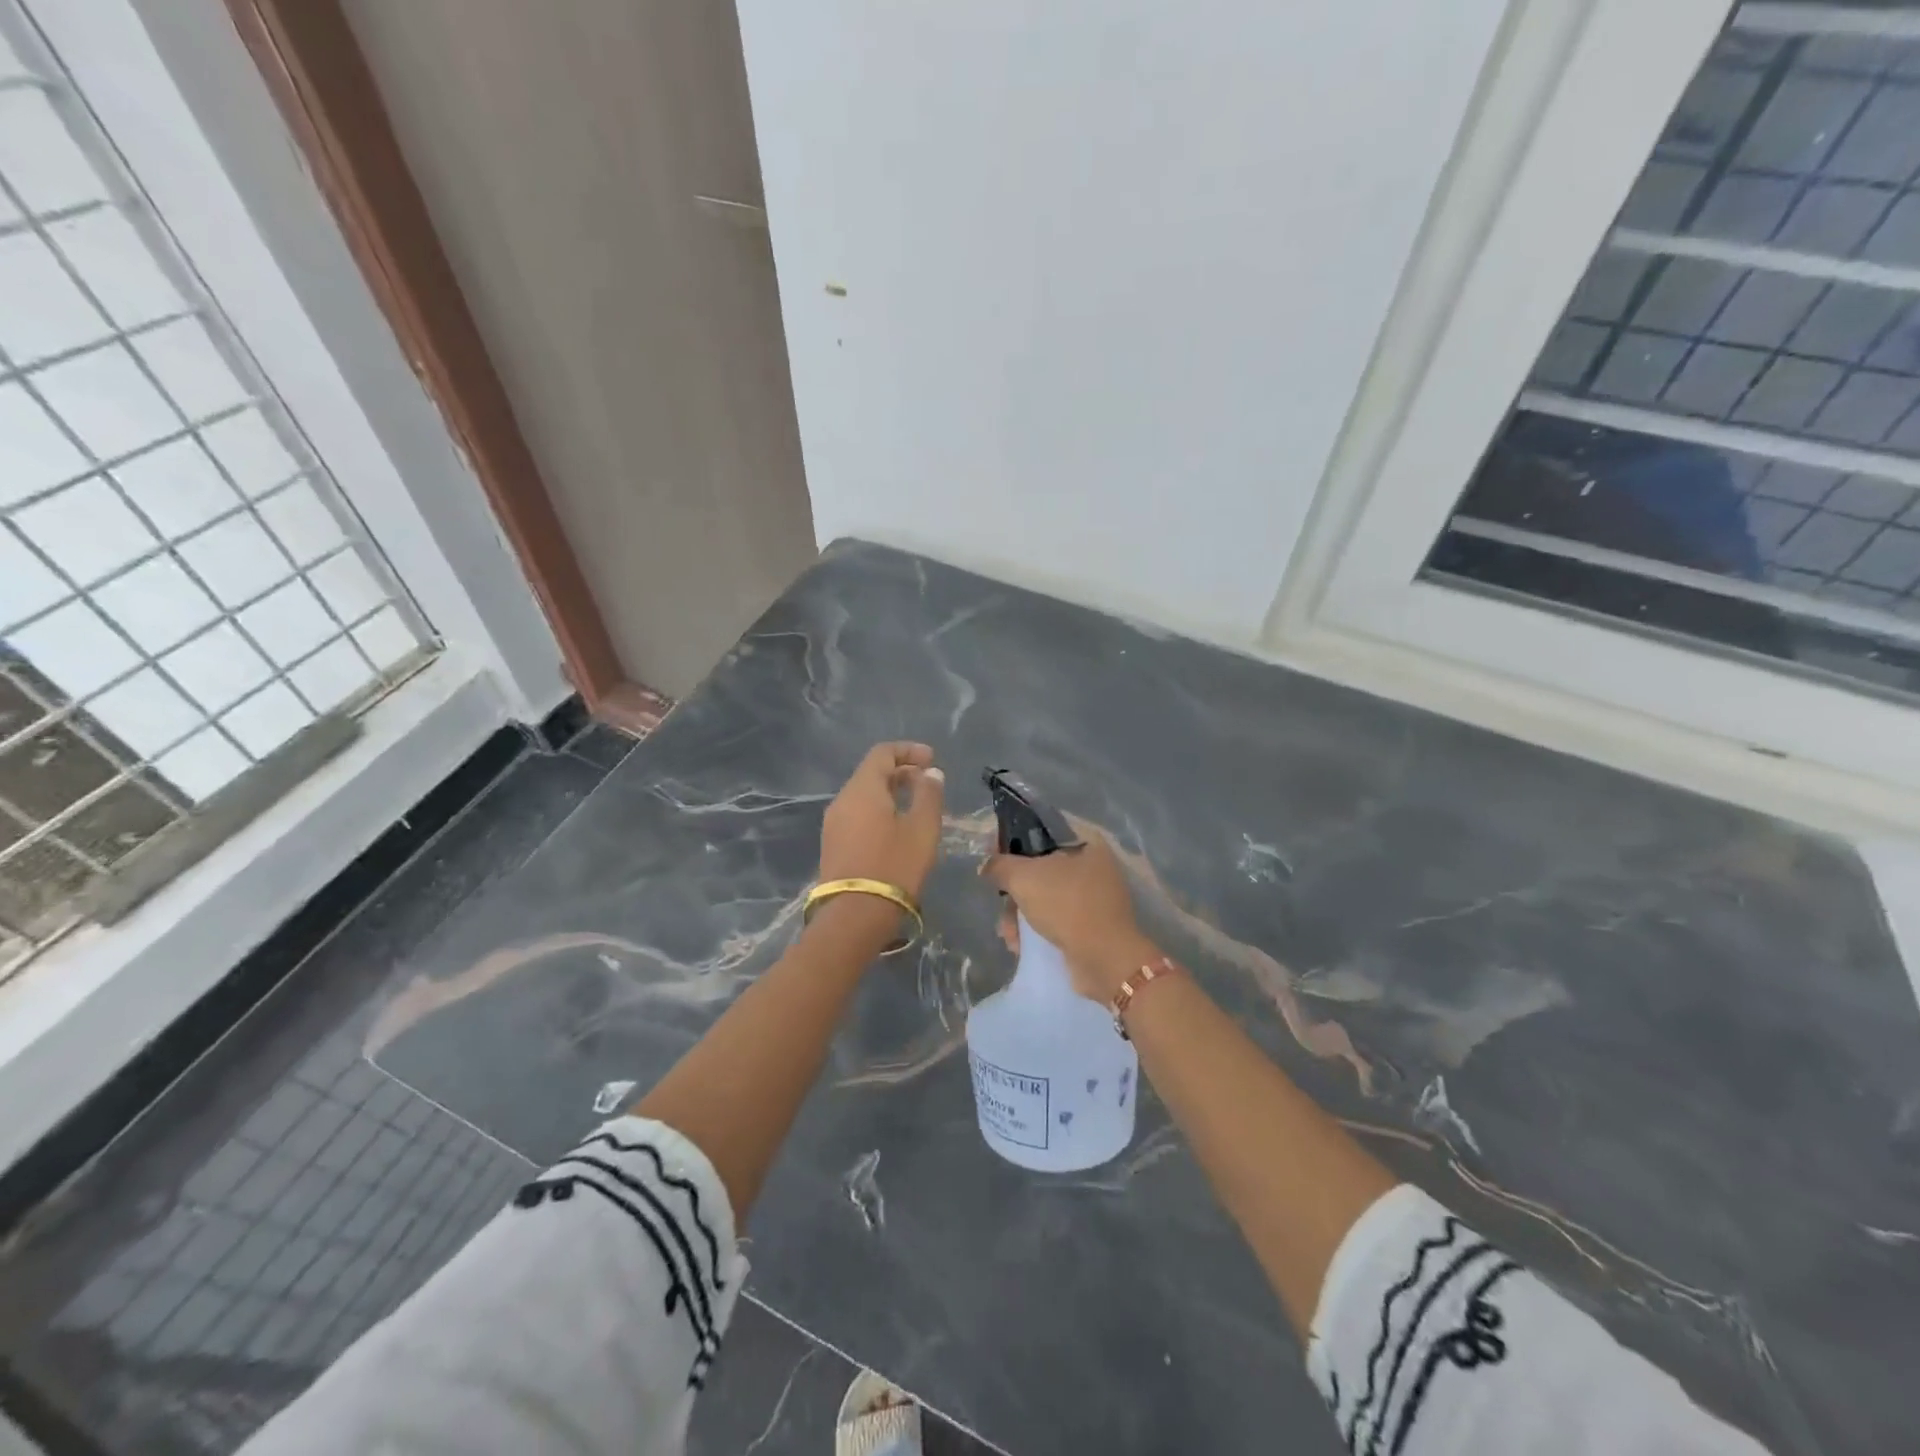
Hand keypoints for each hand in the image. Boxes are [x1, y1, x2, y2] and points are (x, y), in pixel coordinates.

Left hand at [818, 742, 945, 898]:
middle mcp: (842, 800)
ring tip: (917, 806)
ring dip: (891, 792)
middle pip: (871, 773)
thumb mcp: (922, 829)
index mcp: (862, 789)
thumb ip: (929, 795)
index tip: (932, 760)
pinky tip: (897, 828)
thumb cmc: (894, 866)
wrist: (854, 916)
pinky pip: (858, 814)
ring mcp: (833, 824)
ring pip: (864, 795)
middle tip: (929, 783)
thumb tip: (930, 773)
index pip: (882, 753)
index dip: (908, 750)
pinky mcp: (833, 845)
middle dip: (901, 771)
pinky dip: (879, 810)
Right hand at [982, 830, 1157, 1003]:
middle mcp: (1093, 866)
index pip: (1041, 831)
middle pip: (1039, 868)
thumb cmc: (1066, 905)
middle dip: (1014, 890)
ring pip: (1044, 897)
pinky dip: (1035, 930)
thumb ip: (1000, 865)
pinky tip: (1020, 945)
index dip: (1012, 840)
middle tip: (1000, 903)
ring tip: (1009, 934)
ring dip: (1019, 915)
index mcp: (1086, 843)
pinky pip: (1054, 920)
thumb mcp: (1024, 877)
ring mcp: (1093, 898)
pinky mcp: (1089, 926)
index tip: (991, 856)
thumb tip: (986, 865)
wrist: (1104, 959)